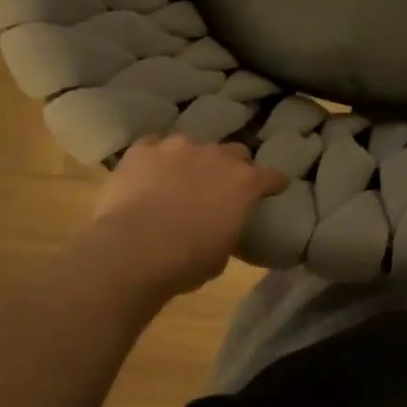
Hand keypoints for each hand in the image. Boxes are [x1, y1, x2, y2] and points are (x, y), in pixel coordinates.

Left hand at [92, 136, 287, 294]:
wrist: (132, 251)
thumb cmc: (186, 261)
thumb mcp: (222, 253)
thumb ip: (228, 227)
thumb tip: (220, 224)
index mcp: (244, 183)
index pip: (272, 176)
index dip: (273, 183)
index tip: (273, 189)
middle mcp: (216, 156)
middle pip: (235, 152)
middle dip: (232, 167)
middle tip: (221, 186)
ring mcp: (177, 147)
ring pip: (193, 145)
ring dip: (192, 161)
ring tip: (179, 180)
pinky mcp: (143, 149)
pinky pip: (154, 147)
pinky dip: (156, 159)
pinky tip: (148, 175)